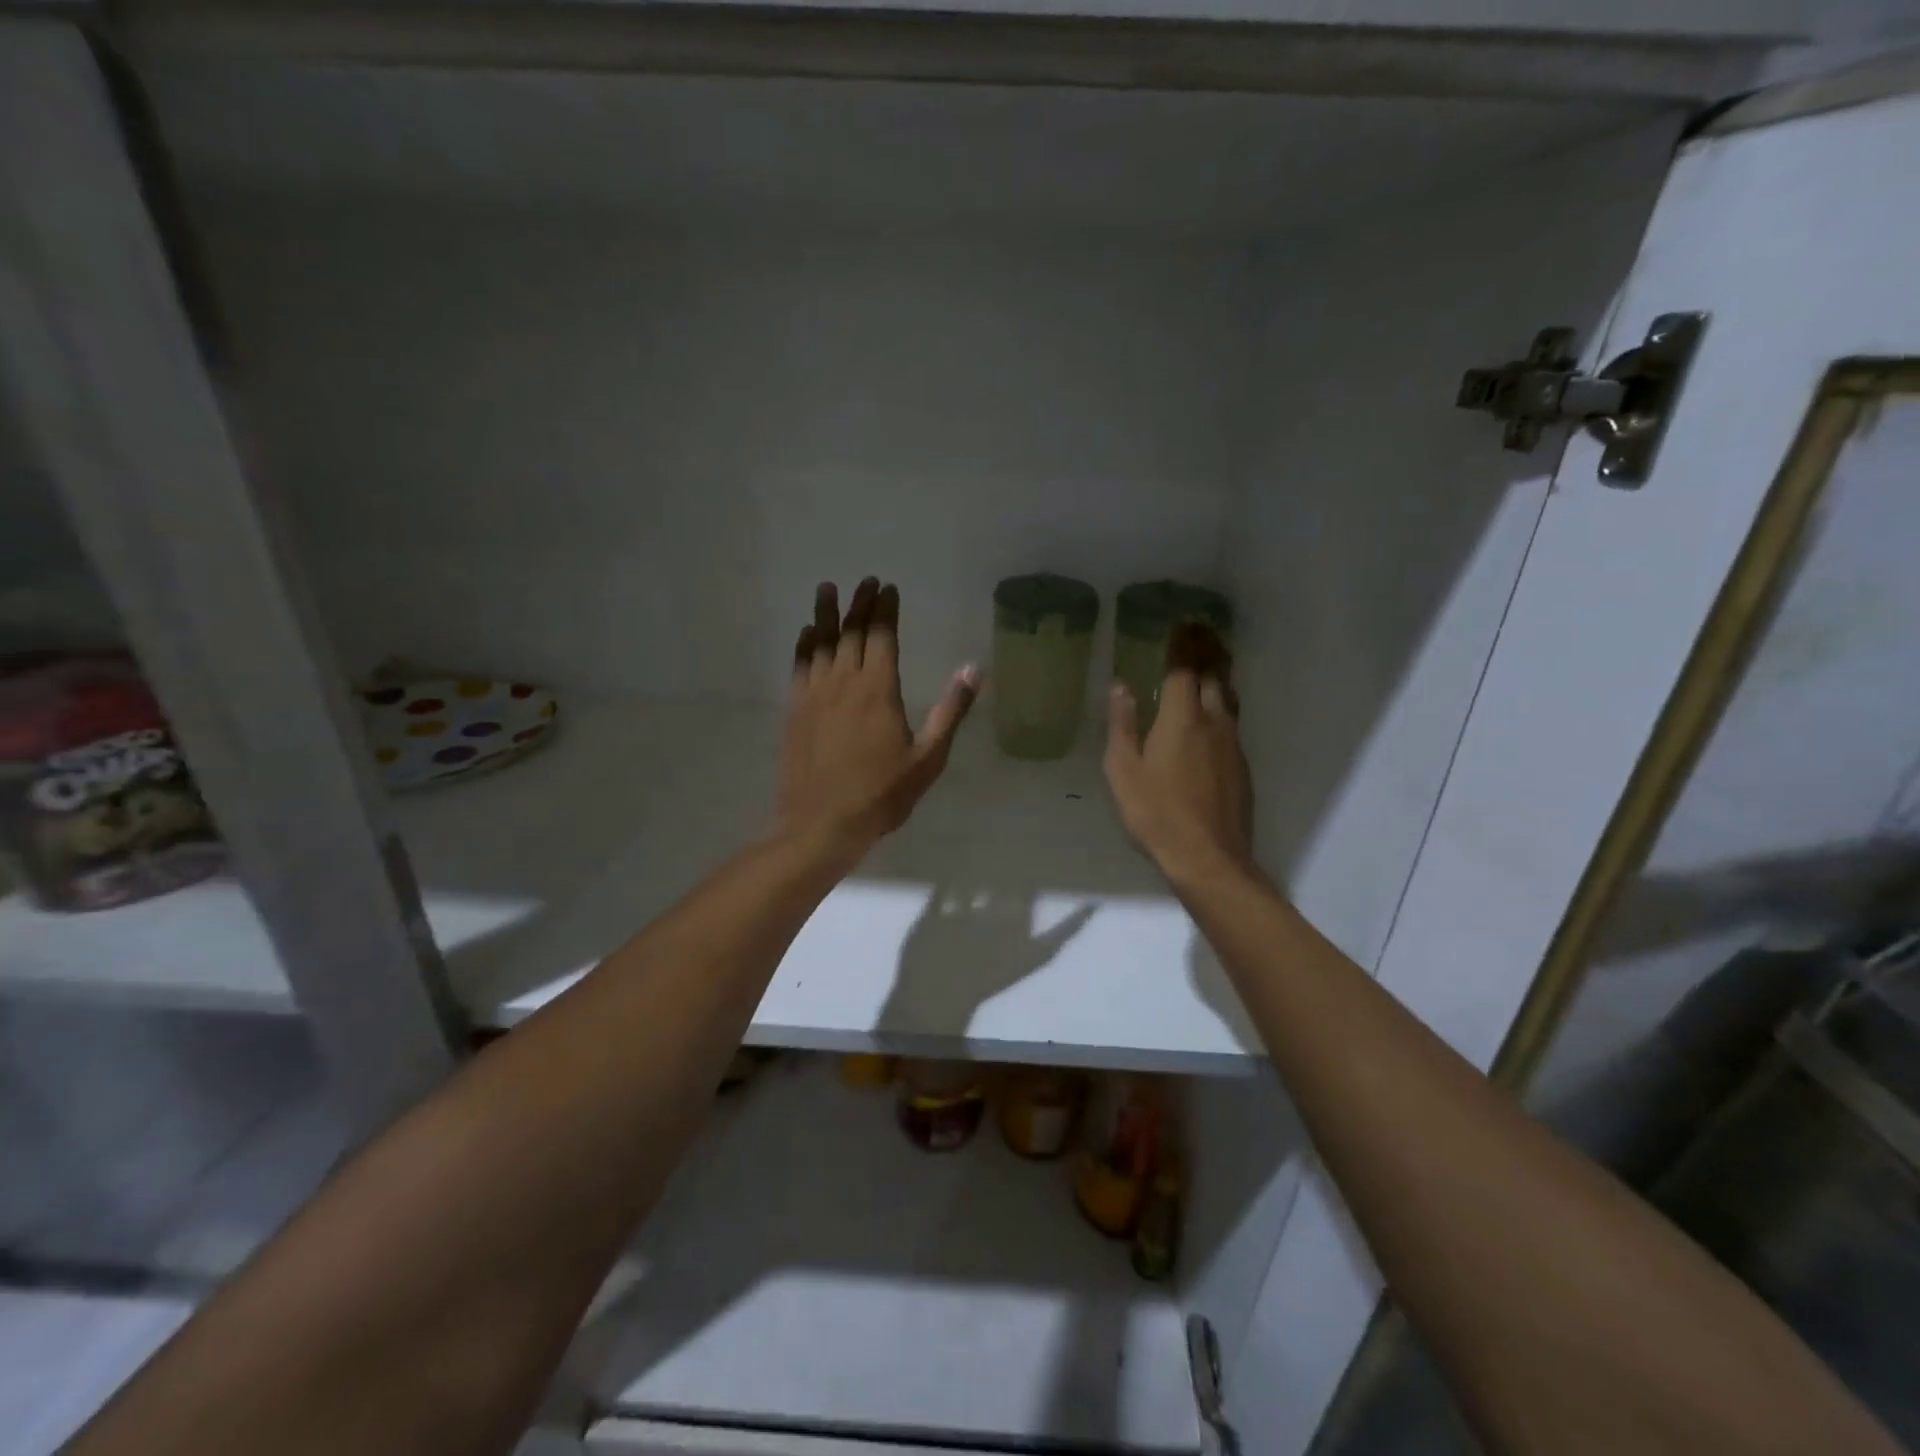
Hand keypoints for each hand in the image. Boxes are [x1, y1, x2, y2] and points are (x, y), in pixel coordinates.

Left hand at [774, 578, 979, 855]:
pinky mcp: (794, 710)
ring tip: (828, 588)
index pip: (882, 636)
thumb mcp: (928, 758)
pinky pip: (799, 666)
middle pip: (851, 632)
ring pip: (821, 643)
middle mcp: (844, 682)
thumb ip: (950, 711)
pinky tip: (806, 634)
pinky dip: (804, 645)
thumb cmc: (881, 794)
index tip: (887, 588)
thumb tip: (973, 669)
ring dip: (826, 614)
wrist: (820, 824)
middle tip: (865, 581)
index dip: (885, 610)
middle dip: (859, 604)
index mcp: (879, 690)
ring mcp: (814, 694)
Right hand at [1103, 622, 1252, 880]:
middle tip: (1202, 630)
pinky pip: (1232, 721)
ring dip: (1221, 673)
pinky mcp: (1241, 766)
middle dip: (1208, 649)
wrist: (1208, 857)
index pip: (1185, 668)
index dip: (1184, 643)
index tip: (1183, 623)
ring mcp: (1232, 744)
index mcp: (1182, 718)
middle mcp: (1213, 722)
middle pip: (1216, 675)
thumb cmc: (1155, 812)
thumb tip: (1121, 686)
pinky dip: (1223, 702)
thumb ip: (1123, 724)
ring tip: (1214, 659)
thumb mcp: (1123, 769)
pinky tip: (1215, 713)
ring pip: (1229, 697)